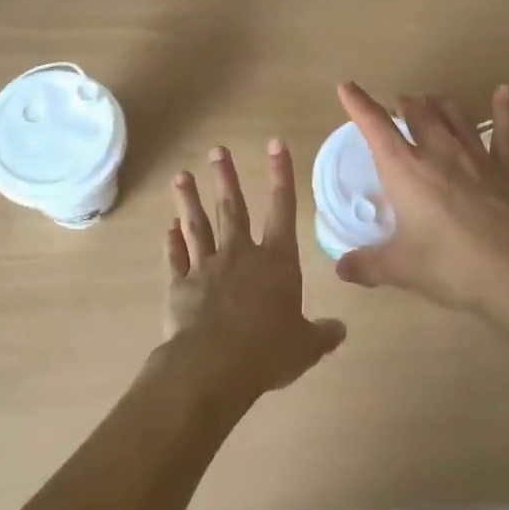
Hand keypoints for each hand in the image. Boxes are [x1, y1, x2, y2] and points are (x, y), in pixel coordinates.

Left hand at [162, 141, 346, 403]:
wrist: (214, 365)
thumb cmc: (268, 351)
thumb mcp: (306, 346)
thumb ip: (322, 334)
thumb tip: (341, 330)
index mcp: (276, 261)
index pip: (282, 208)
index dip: (281, 174)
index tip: (275, 143)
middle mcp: (240, 254)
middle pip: (232, 208)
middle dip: (226, 177)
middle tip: (217, 150)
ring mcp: (206, 267)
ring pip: (197, 226)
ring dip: (189, 200)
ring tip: (180, 176)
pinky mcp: (180, 286)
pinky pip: (175, 257)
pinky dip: (171, 242)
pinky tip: (168, 227)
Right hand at [333, 81, 508, 316]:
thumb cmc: (450, 266)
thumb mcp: (401, 269)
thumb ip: (367, 265)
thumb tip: (341, 268)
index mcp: (405, 170)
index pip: (376, 127)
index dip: (359, 104)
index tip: (347, 87)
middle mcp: (439, 152)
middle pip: (418, 112)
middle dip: (404, 104)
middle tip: (398, 104)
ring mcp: (475, 156)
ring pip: (455, 115)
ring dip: (439, 104)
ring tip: (431, 101)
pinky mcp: (505, 169)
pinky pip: (505, 131)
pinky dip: (504, 110)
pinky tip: (503, 93)